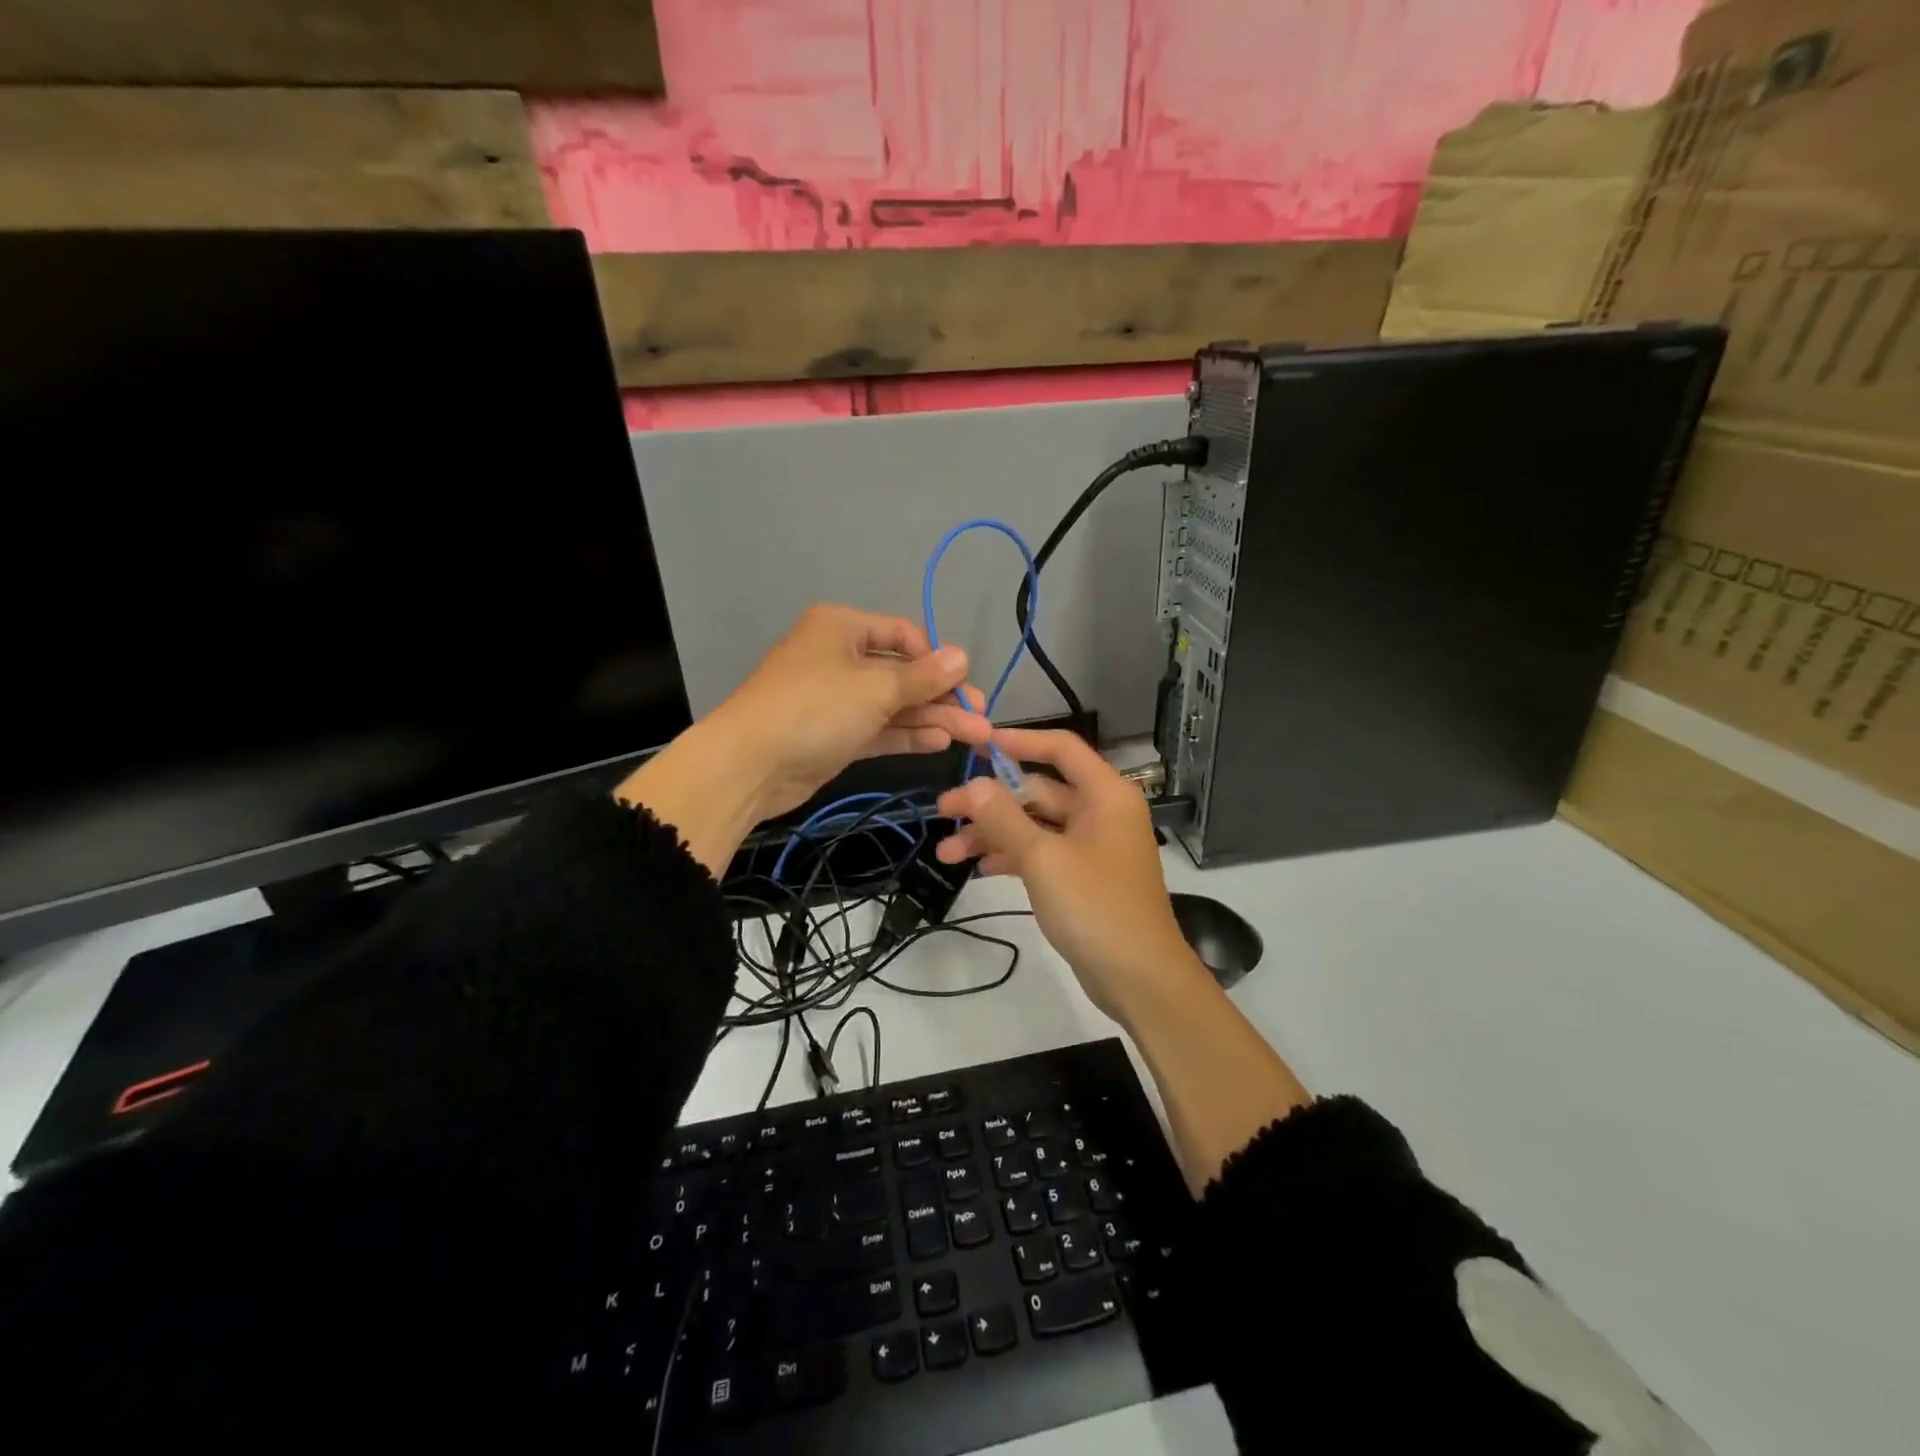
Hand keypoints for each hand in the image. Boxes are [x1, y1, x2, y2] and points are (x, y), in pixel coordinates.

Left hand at [618, 606, 991, 875]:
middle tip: (982, 718)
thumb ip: (922, 677)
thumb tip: (962, 656)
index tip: (963, 685)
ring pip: (894, 704)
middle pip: (902, 673)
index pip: (903, 635)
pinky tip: (940, 742)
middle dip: (942, 696)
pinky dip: (907, 734)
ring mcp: (836, 699)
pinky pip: (879, 728)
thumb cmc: (814, 709)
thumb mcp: (875, 688)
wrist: (749, 765)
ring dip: (932, 718)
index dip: (936, 659)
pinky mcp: (835, 734)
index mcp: (842, 628)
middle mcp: (840, 657)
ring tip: (975, 736)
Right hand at [934, 728, 1201, 1024]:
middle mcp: (1100, 812)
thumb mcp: (1043, 858)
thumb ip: (1004, 818)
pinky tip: (979, 868)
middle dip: (990, 803)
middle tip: (942, 812)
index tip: (977, 745)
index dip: (1019, 741)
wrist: (1139, 978)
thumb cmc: (1097, 907)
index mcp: (1104, 795)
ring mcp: (1091, 846)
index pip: (1060, 748)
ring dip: (993, 834)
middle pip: (1038, 791)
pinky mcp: (1081, 876)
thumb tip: (973, 783)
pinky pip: (1041, 853)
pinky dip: (1012, 856)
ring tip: (946, 853)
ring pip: (1034, 825)